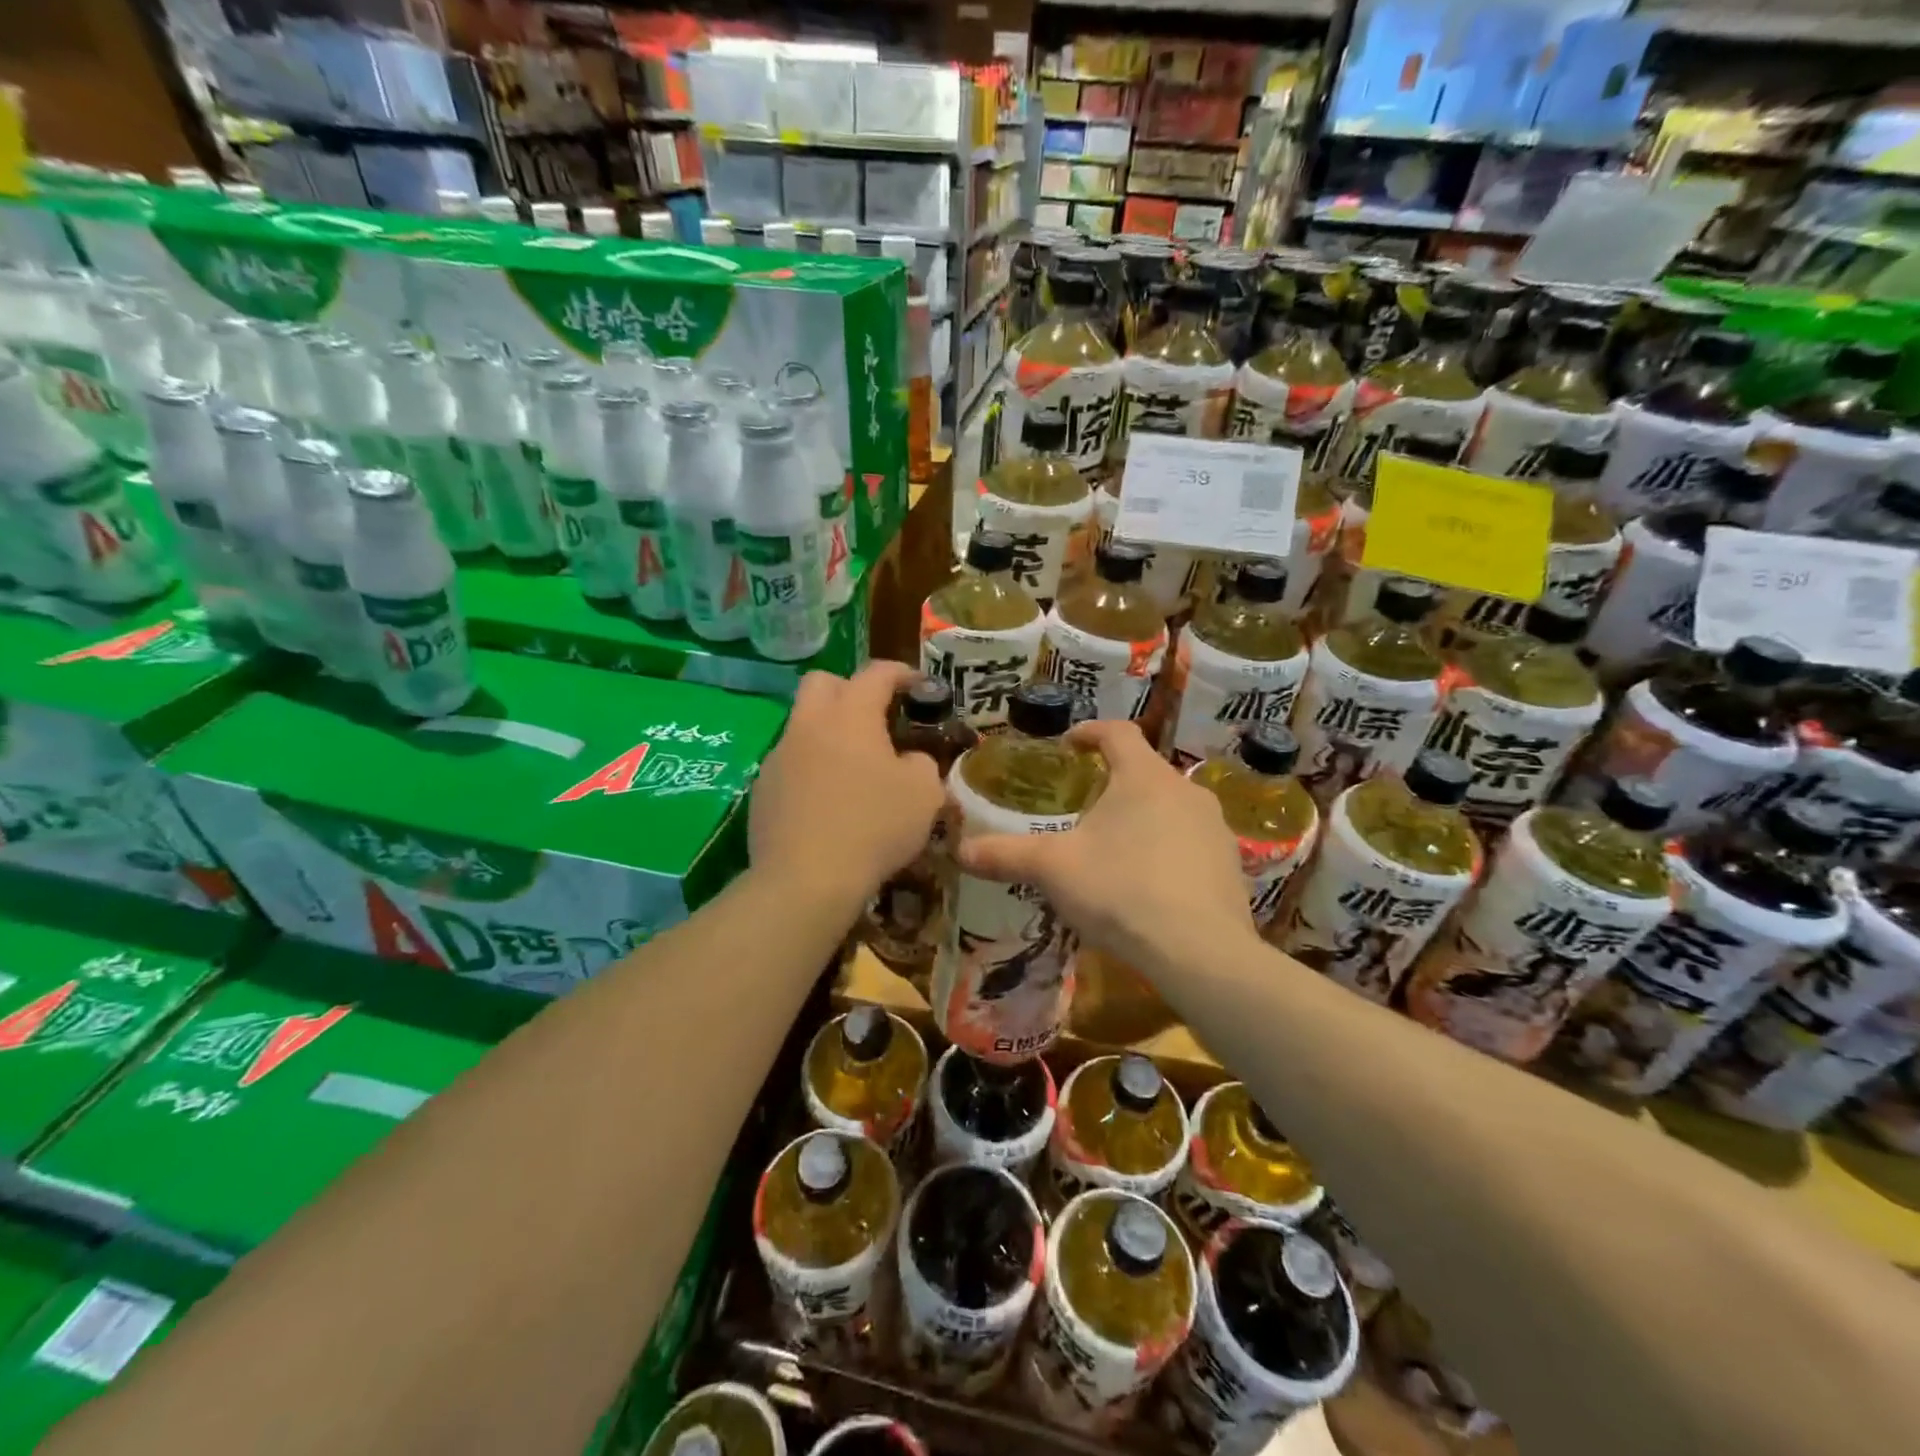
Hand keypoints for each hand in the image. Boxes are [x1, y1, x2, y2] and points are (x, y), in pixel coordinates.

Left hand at [750, 662, 944, 910]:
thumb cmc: (874, 826)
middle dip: (850, 690)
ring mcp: (778, 757)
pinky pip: (790, 765)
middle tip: (874, 718)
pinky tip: (827, 803)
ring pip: (803, 726)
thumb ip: (922, 763)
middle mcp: (808, 725)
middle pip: (822, 683)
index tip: (919, 686)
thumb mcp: (924, 794)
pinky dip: (810, 771)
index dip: (901, 673)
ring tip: (853, 768)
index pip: (876, 673)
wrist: (806, 880)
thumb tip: (909, 760)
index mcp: (850, 715)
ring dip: (828, 734)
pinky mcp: (762, 790)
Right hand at [956, 720, 1255, 974]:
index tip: (1069, 744)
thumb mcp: (1053, 869)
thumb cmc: (1120, 891)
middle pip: (1144, 771)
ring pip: (1170, 809)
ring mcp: (1215, 828)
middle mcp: (1185, 791)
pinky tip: (1149, 884)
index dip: (1089, 732)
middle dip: (1113, 783)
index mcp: (1143, 776)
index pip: (1117, 732)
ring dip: (1142, 817)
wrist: (1200, 952)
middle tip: (1084, 807)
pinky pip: (1191, 844)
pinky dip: (1167, 851)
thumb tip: (960, 849)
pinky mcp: (1231, 864)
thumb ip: (1005, 854)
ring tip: (1114, 848)